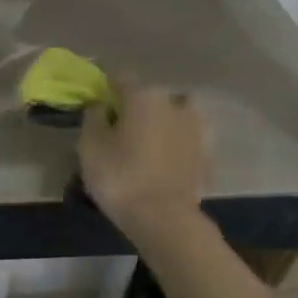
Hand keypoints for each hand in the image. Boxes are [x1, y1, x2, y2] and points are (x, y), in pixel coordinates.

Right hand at [79, 82, 208, 246]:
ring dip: (159, 127)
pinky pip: (184, 143)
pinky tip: (163, 166)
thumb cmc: (120, 178)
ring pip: (171, 118)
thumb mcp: (90, 147)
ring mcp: (196, 127)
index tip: (97, 108)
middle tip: (120, 134)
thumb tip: (100, 105)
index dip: (106, 91)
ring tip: (145, 150)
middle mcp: (175, 102)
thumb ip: (93, 118)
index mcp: (144, 95)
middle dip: (135, 110)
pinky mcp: (206, 153)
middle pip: (149, 98)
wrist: (164, 217)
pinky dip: (174, 149)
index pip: (120, 79)